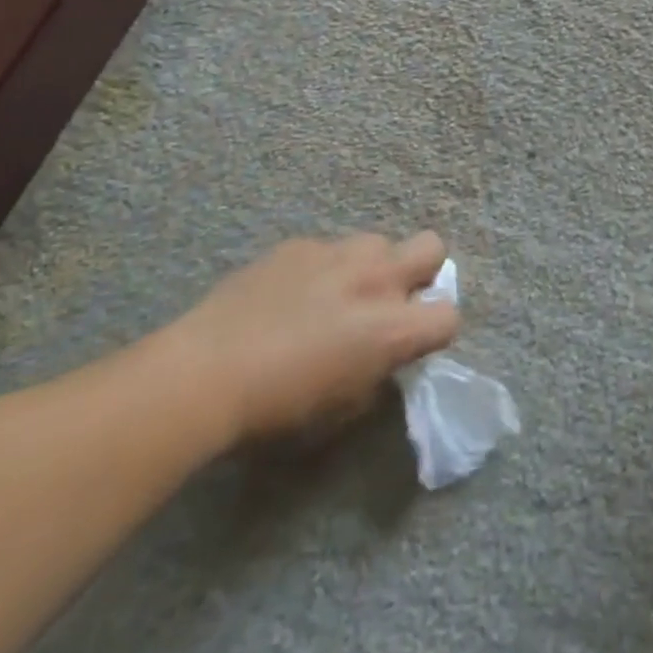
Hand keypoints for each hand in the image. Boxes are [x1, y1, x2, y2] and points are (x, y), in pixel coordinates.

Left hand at [167, 231, 460, 445]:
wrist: (204, 372)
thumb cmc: (276, 410)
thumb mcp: (341, 408)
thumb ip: (376, 373)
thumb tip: (381, 357)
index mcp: (392, 327)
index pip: (449, 315)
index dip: (435, 331)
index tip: (413, 343)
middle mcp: (375, 278)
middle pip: (431, 246)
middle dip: (422, 270)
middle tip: (390, 301)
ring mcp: (336, 253)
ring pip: (378, 242)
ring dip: (371, 267)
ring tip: (337, 295)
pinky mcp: (299, 245)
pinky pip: (328, 249)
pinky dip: (322, 269)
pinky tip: (289, 296)